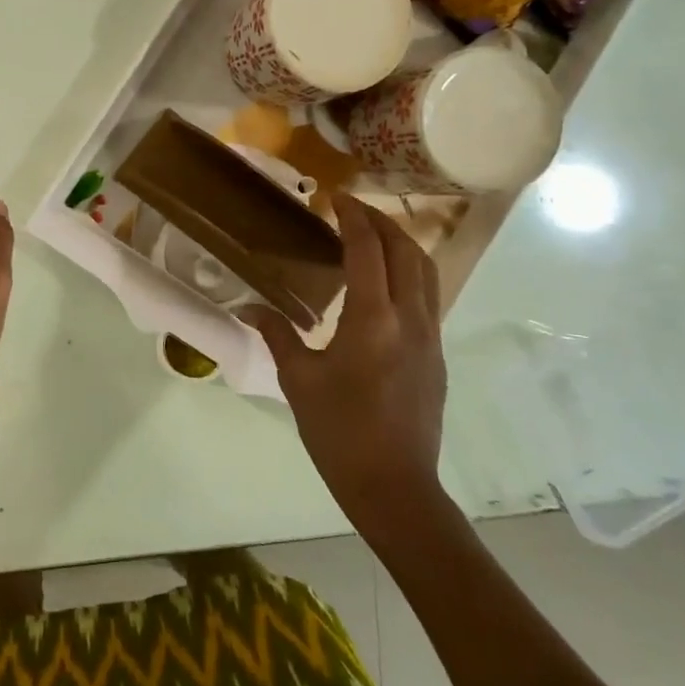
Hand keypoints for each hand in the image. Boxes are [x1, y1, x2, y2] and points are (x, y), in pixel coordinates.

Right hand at [247, 194, 447, 529]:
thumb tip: (247, 307)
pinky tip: (386, 283)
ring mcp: (429, 336)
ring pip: (426, 271)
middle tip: (353, 210)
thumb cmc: (339, 431)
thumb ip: (276, 334)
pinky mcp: (436, 354)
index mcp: (372, 319)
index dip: (353, 217)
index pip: (368, 249)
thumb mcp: (298, 380)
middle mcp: (409, 318)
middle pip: (406, 251)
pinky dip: (410, 272)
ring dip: (402, 244)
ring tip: (374, 236)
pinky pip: (429, 296)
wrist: (395, 487)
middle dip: (381, 222)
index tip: (335, 198)